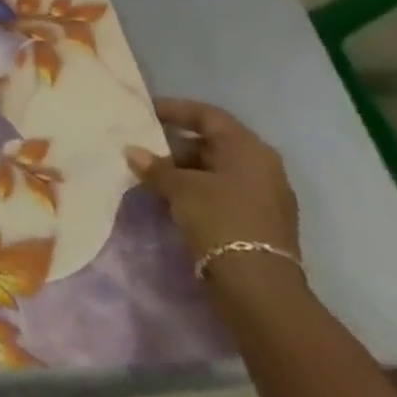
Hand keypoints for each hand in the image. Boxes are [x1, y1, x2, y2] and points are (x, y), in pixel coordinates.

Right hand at [126, 99, 299, 273]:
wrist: (258, 287)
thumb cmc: (220, 220)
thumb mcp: (180, 188)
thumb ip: (155, 167)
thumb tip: (133, 152)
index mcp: (248, 149)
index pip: (207, 115)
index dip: (175, 110)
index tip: (145, 112)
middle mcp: (262, 166)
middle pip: (211, 144)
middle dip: (174, 146)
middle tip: (142, 150)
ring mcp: (264, 196)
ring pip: (215, 171)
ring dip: (183, 172)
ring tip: (150, 177)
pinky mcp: (259, 221)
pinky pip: (222, 193)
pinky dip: (196, 191)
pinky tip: (170, 200)